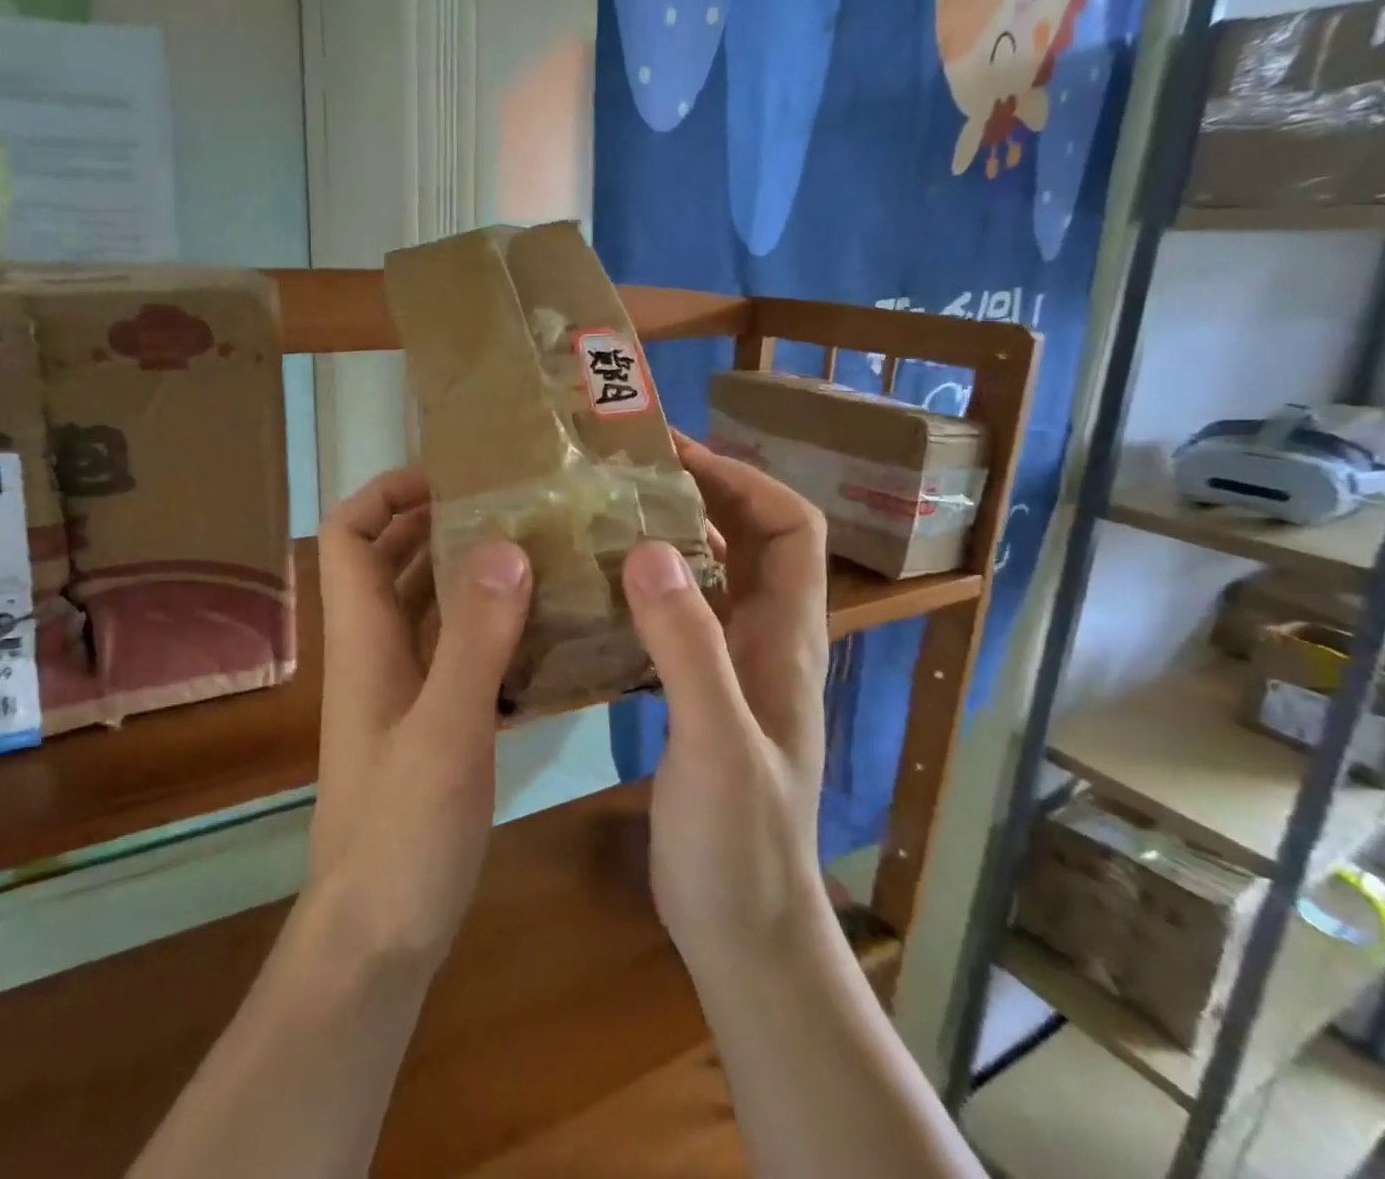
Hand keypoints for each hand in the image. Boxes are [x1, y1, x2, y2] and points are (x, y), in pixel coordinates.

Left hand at [309, 467, 533, 969]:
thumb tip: (501, 545)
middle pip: (389, 561)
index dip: (384, 495)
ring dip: (466, 571)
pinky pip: (453, 650)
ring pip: (424, 605)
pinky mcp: (427, 722)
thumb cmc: (402, 832)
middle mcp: (374, 652)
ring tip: (531, 548)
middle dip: (437, 522)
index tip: (448, 477)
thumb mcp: (446, 731)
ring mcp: (400, 689)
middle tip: (507, 503)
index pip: (346, 536)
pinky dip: (486, 625)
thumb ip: (474, 639)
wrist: (377, 935)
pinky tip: (539, 626)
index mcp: (363, 640)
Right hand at [622, 435, 831, 977]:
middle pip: (747, 540)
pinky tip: (593, 588)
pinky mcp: (698, 692)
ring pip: (708, 576)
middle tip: (622, 473)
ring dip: (665, 537)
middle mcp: (766, 639)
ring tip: (600, 514)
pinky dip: (642, 587)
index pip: (791, 527)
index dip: (744, 480)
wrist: (742, 929)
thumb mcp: (715, 740)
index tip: (677, 455)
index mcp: (788, 638)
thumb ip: (688, 646)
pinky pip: (676, 616)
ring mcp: (732, 666)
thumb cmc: (740, 842)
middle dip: (696, 493)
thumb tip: (648, 548)